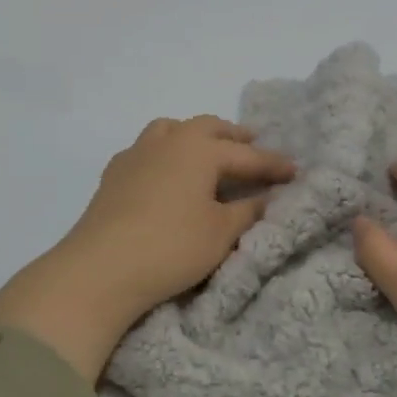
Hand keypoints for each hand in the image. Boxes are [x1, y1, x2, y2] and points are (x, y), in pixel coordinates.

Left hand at [0, 116, 294, 379]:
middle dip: (234, 137)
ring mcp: (136, 154)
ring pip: (171, 129)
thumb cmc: (171, 247)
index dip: (273, 164)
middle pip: (208, 128)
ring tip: (208, 150)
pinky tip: (165, 170)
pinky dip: (165, 152)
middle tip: (252, 145)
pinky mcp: (114, 174)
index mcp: (200, 149)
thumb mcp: (221, 233)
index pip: (246, 155)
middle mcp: (168, 141)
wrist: (100, 268)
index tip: (296, 171)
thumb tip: (268, 197)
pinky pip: (147, 149)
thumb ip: (248, 211)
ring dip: (195, 135)